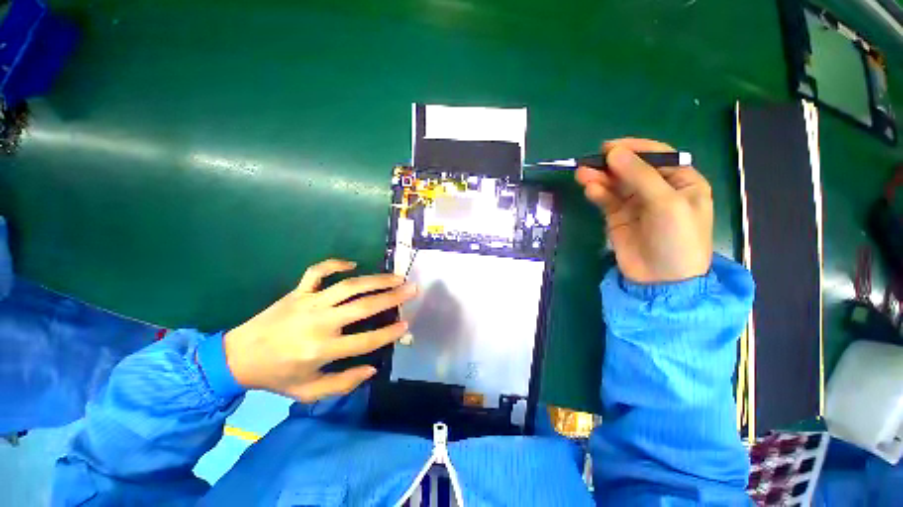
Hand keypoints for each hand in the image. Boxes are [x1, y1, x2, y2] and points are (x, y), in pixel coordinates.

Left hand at [223, 259, 416, 401]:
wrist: (236, 358)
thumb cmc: (276, 376)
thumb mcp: (308, 391)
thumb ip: (343, 383)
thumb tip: (372, 368)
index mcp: (321, 351)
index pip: (366, 340)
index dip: (390, 332)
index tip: (407, 324)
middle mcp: (319, 324)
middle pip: (363, 307)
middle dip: (392, 298)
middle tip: (411, 289)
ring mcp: (308, 303)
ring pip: (348, 287)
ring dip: (375, 280)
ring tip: (396, 277)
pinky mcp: (297, 292)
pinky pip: (317, 272)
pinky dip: (335, 264)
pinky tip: (352, 264)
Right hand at [575, 138, 712, 283]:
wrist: (661, 280)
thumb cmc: (676, 238)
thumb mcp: (665, 202)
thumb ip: (639, 175)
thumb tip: (613, 152)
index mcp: (681, 181)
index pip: (656, 156)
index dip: (634, 148)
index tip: (609, 147)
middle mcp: (658, 189)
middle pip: (631, 169)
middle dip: (611, 165)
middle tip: (589, 162)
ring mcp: (636, 204)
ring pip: (615, 184)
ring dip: (599, 178)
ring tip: (581, 175)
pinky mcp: (618, 217)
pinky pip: (606, 200)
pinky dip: (598, 193)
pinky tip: (590, 190)